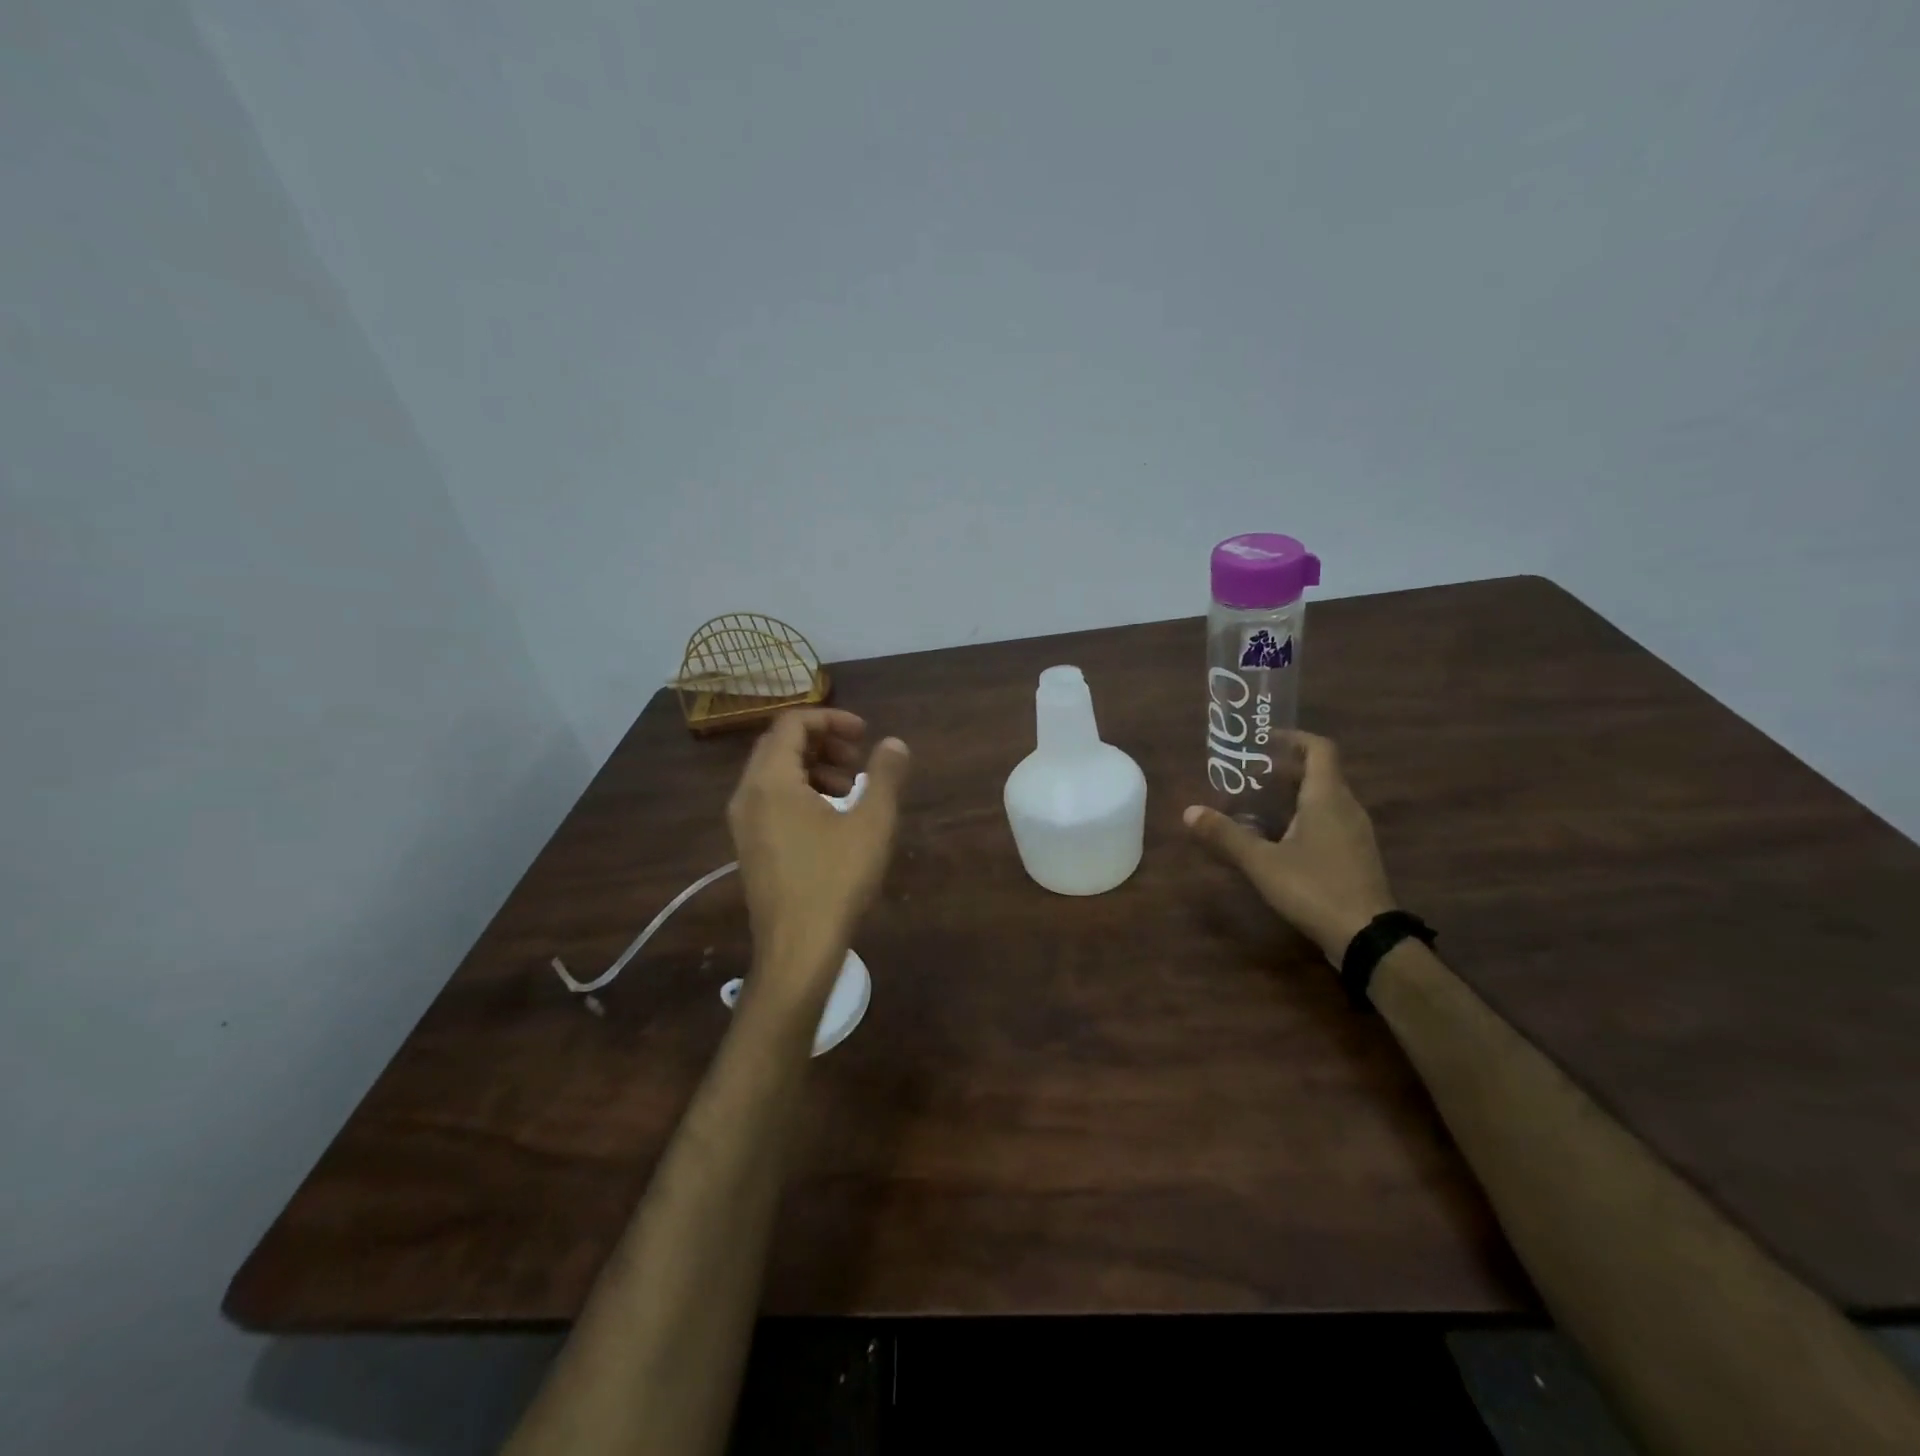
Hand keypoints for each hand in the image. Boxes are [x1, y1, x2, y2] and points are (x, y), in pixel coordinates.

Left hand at [727, 709, 910, 1001]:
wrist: (797, 949)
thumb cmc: (835, 880)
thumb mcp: (871, 823)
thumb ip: (885, 776)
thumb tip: (894, 743)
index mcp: (770, 780)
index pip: (792, 723)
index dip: (831, 719)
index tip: (865, 734)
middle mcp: (747, 794)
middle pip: (781, 745)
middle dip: (824, 742)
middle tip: (859, 759)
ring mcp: (744, 822)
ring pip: (776, 773)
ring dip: (815, 767)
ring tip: (851, 789)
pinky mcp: (750, 845)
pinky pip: (772, 799)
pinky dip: (802, 792)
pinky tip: (834, 817)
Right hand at [1184, 731, 1395, 963]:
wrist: (1366, 937)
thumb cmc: (1314, 887)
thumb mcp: (1262, 862)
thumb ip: (1226, 835)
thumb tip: (1189, 811)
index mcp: (1327, 797)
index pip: (1319, 749)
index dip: (1293, 739)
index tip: (1264, 741)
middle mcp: (1347, 807)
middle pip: (1320, 773)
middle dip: (1284, 769)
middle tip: (1249, 776)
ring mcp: (1356, 832)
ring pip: (1325, 798)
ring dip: (1294, 794)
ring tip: (1258, 805)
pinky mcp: (1357, 855)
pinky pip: (1330, 821)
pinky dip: (1305, 817)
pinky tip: (1281, 839)